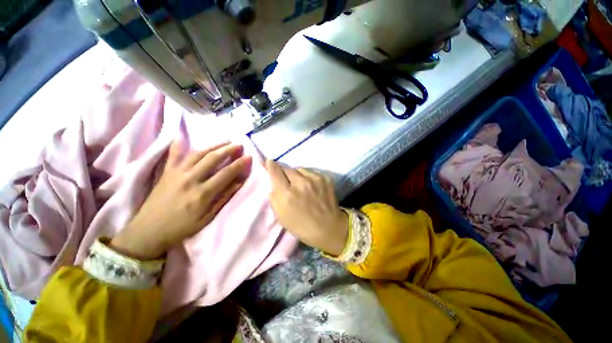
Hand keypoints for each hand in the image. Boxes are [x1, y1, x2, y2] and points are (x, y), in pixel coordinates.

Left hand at [110, 140, 251, 259]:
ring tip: (225, 141)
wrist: (148, 231)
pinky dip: (178, 144)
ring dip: (214, 145)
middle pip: (213, 158)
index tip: (249, 157)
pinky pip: (173, 155)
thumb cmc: (182, 227)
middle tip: (239, 145)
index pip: (226, 173)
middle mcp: (190, 179)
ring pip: (198, 153)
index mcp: (202, 194)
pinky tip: (182, 136)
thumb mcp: (207, 217)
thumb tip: (239, 182)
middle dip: (229, 149)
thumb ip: (224, 198)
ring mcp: (177, 173)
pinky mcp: (166, 172)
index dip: (240, 164)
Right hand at [266, 160, 347, 255]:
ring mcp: (314, 179)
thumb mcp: (281, 215)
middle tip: (287, 180)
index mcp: (287, 194)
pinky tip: (312, 187)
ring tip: (301, 184)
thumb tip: (273, 180)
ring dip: (297, 175)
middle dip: (284, 172)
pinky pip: (311, 172)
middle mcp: (300, 183)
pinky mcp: (325, 178)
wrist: (329, 227)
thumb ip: (274, 196)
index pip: (275, 171)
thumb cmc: (301, 225)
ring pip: (300, 169)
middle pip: (287, 167)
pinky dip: (309, 177)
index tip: (269, 162)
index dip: (271, 165)